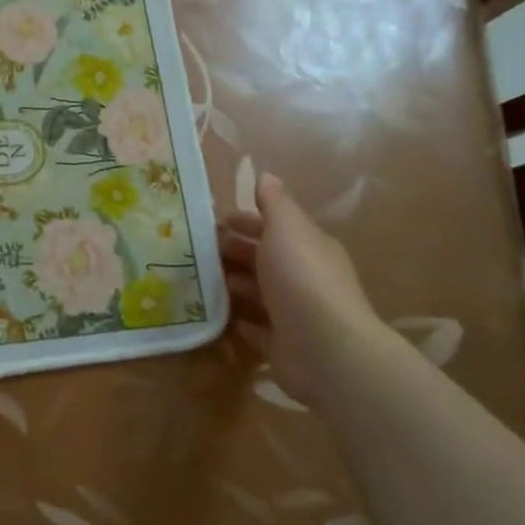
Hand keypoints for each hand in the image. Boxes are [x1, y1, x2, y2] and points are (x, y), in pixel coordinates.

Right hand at [222, 171, 375, 407]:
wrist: (326, 349)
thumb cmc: (302, 277)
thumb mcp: (287, 228)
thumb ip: (275, 203)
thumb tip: (267, 175)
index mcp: (309, 246)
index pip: (276, 227)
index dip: (247, 220)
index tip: (215, 220)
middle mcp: (305, 278)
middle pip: (265, 258)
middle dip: (236, 250)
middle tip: (199, 248)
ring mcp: (295, 314)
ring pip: (260, 292)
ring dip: (235, 283)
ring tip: (201, 278)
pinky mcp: (284, 345)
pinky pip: (258, 329)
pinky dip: (241, 320)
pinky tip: (220, 315)